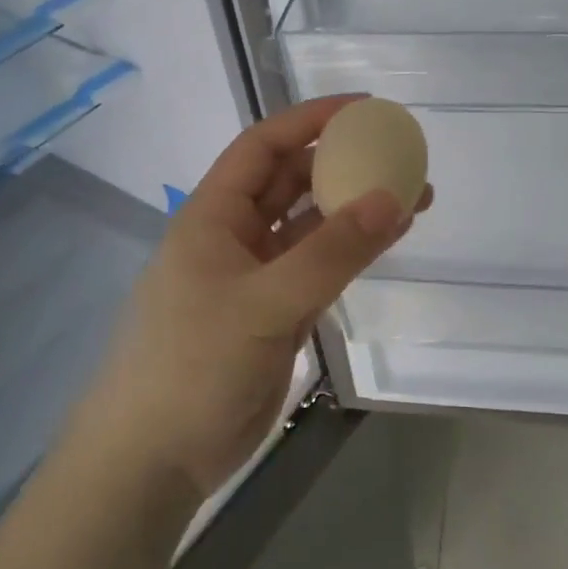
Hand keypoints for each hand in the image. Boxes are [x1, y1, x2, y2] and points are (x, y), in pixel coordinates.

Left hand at [88, 96, 430, 497]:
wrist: (154, 459)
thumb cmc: (192, 367)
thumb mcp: (265, 304)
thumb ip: (331, 253)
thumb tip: (393, 198)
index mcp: (213, 216)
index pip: (264, 147)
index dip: (311, 119)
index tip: (365, 108)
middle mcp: (234, 237)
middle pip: (292, 182)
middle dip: (343, 163)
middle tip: (400, 156)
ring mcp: (256, 277)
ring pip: (311, 227)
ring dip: (355, 209)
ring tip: (414, 197)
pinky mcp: (274, 314)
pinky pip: (319, 268)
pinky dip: (352, 252)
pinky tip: (389, 240)